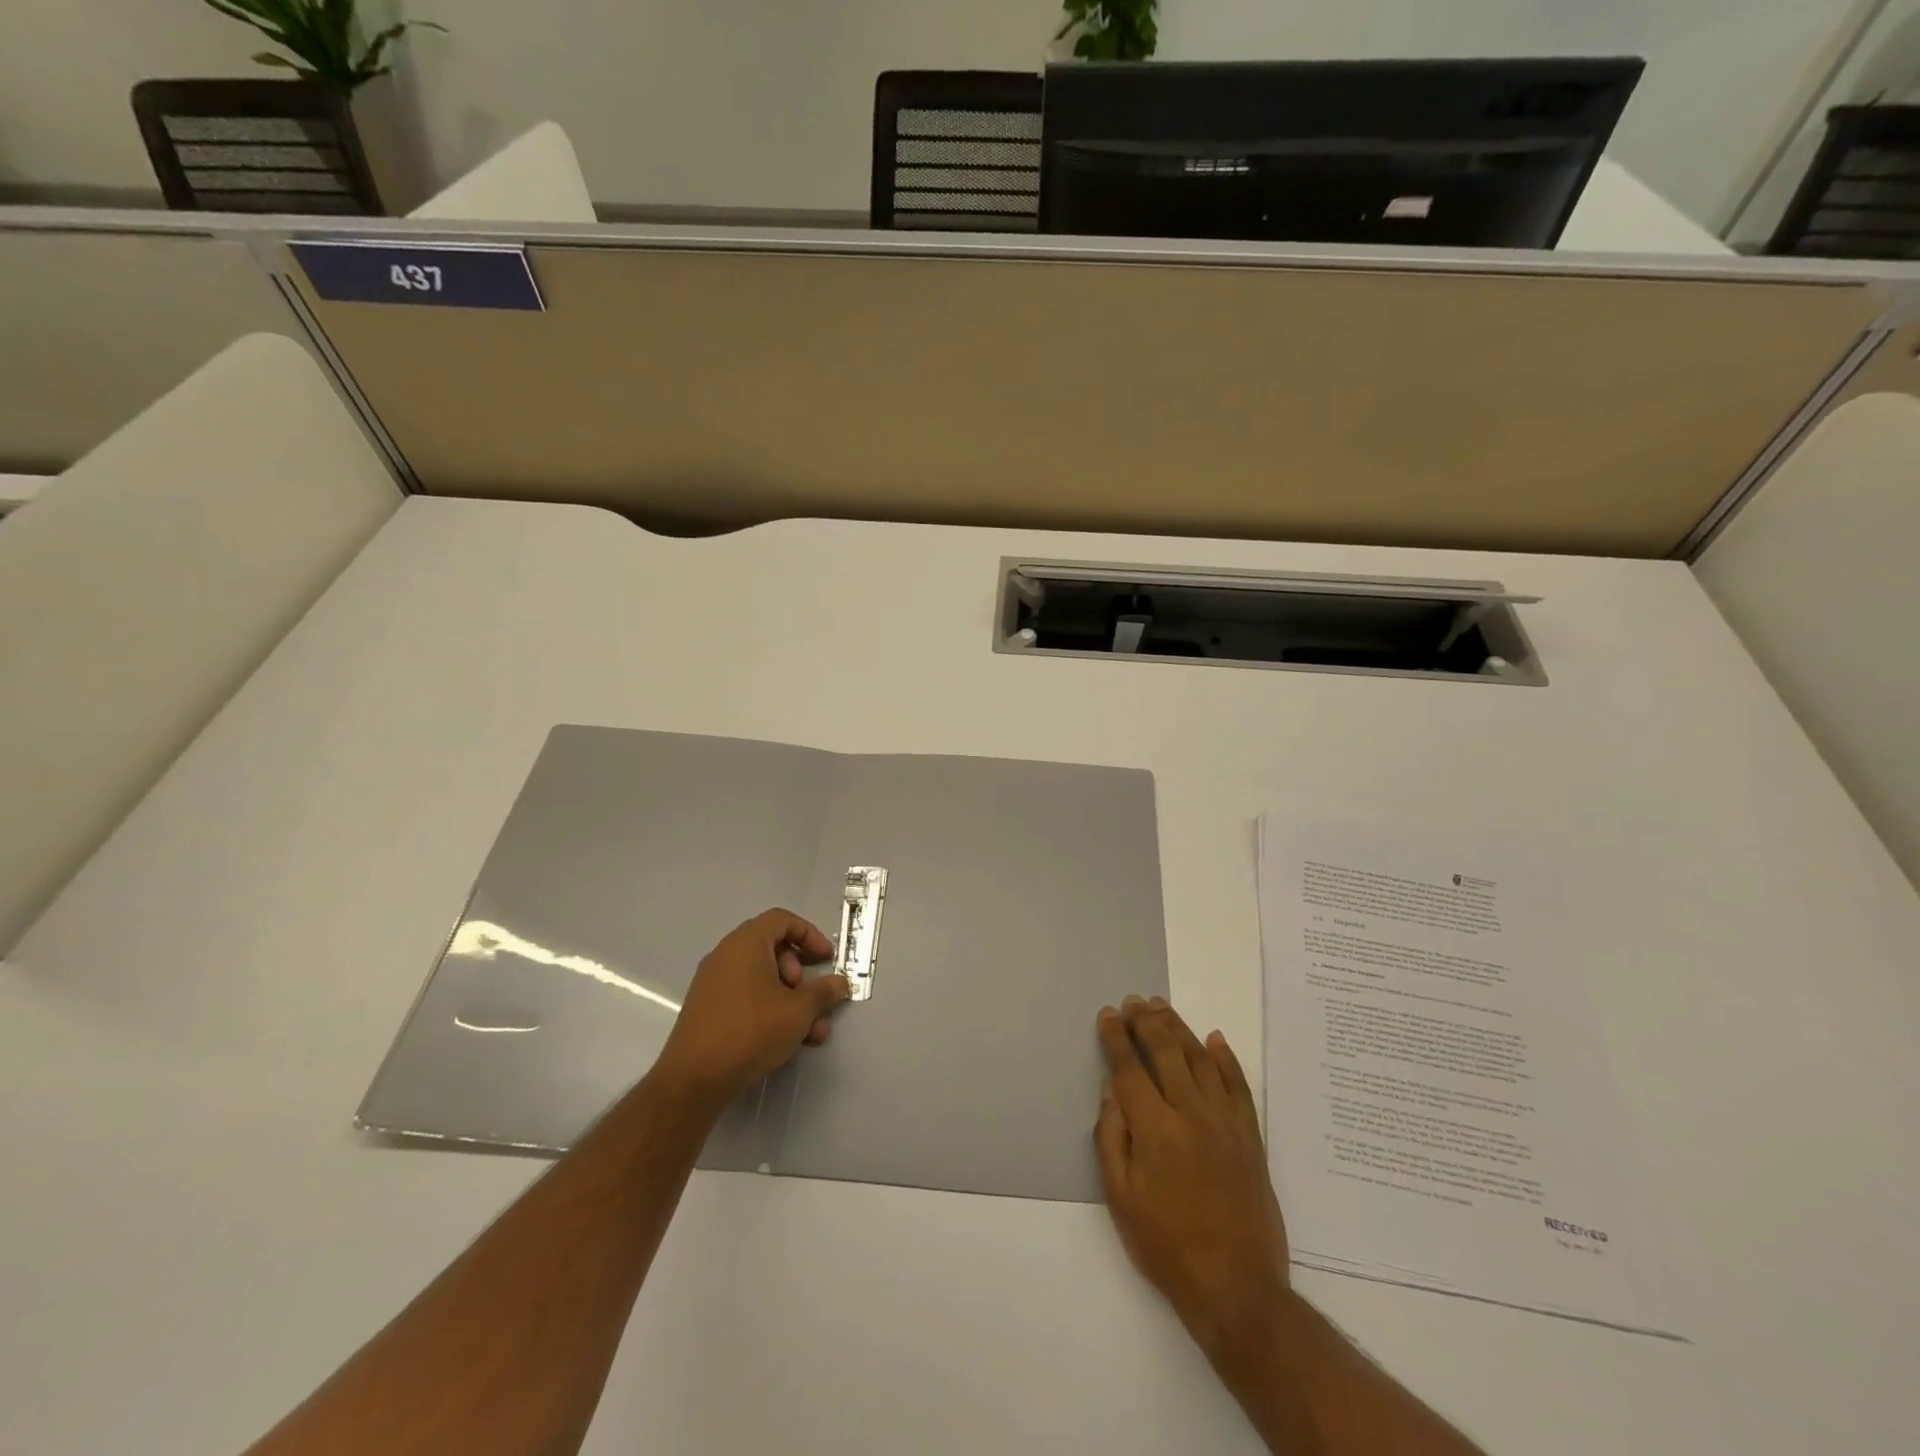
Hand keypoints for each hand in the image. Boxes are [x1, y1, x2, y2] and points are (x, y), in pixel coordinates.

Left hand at [653, 909, 850, 1106]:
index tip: (827, 959)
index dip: (810, 935)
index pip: (782, 920)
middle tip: (812, 1000)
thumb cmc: (751, 1031)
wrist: (694, 1079)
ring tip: (811, 1033)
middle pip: (773, 951)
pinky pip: (746, 998)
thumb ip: (823, 992)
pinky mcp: (708, 1011)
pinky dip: (769, 1011)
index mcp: (746, 943)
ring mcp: (713, 984)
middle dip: (801, 976)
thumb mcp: (799, 1011)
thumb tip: (840, 983)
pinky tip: (786, 1043)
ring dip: (791, 1001)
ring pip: (762, 980)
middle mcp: (726, 956)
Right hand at [1095, 997, 1290, 1362]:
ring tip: (1162, 1007)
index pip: (1129, 1069)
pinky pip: (1239, 1085)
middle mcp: (1191, 1114)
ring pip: (1201, 1059)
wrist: (1237, 1288)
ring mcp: (1225, 1123)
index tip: (1108, 1015)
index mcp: (1155, 1130)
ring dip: (1180, 1028)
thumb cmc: (1167, 1247)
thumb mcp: (1121, 1199)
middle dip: (1146, 1022)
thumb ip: (1112, 1139)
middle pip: (1166, 1052)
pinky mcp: (1250, 1136)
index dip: (1117, 1038)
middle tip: (1133, 1001)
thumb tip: (1112, 1091)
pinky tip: (1215, 1039)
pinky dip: (1227, 1058)